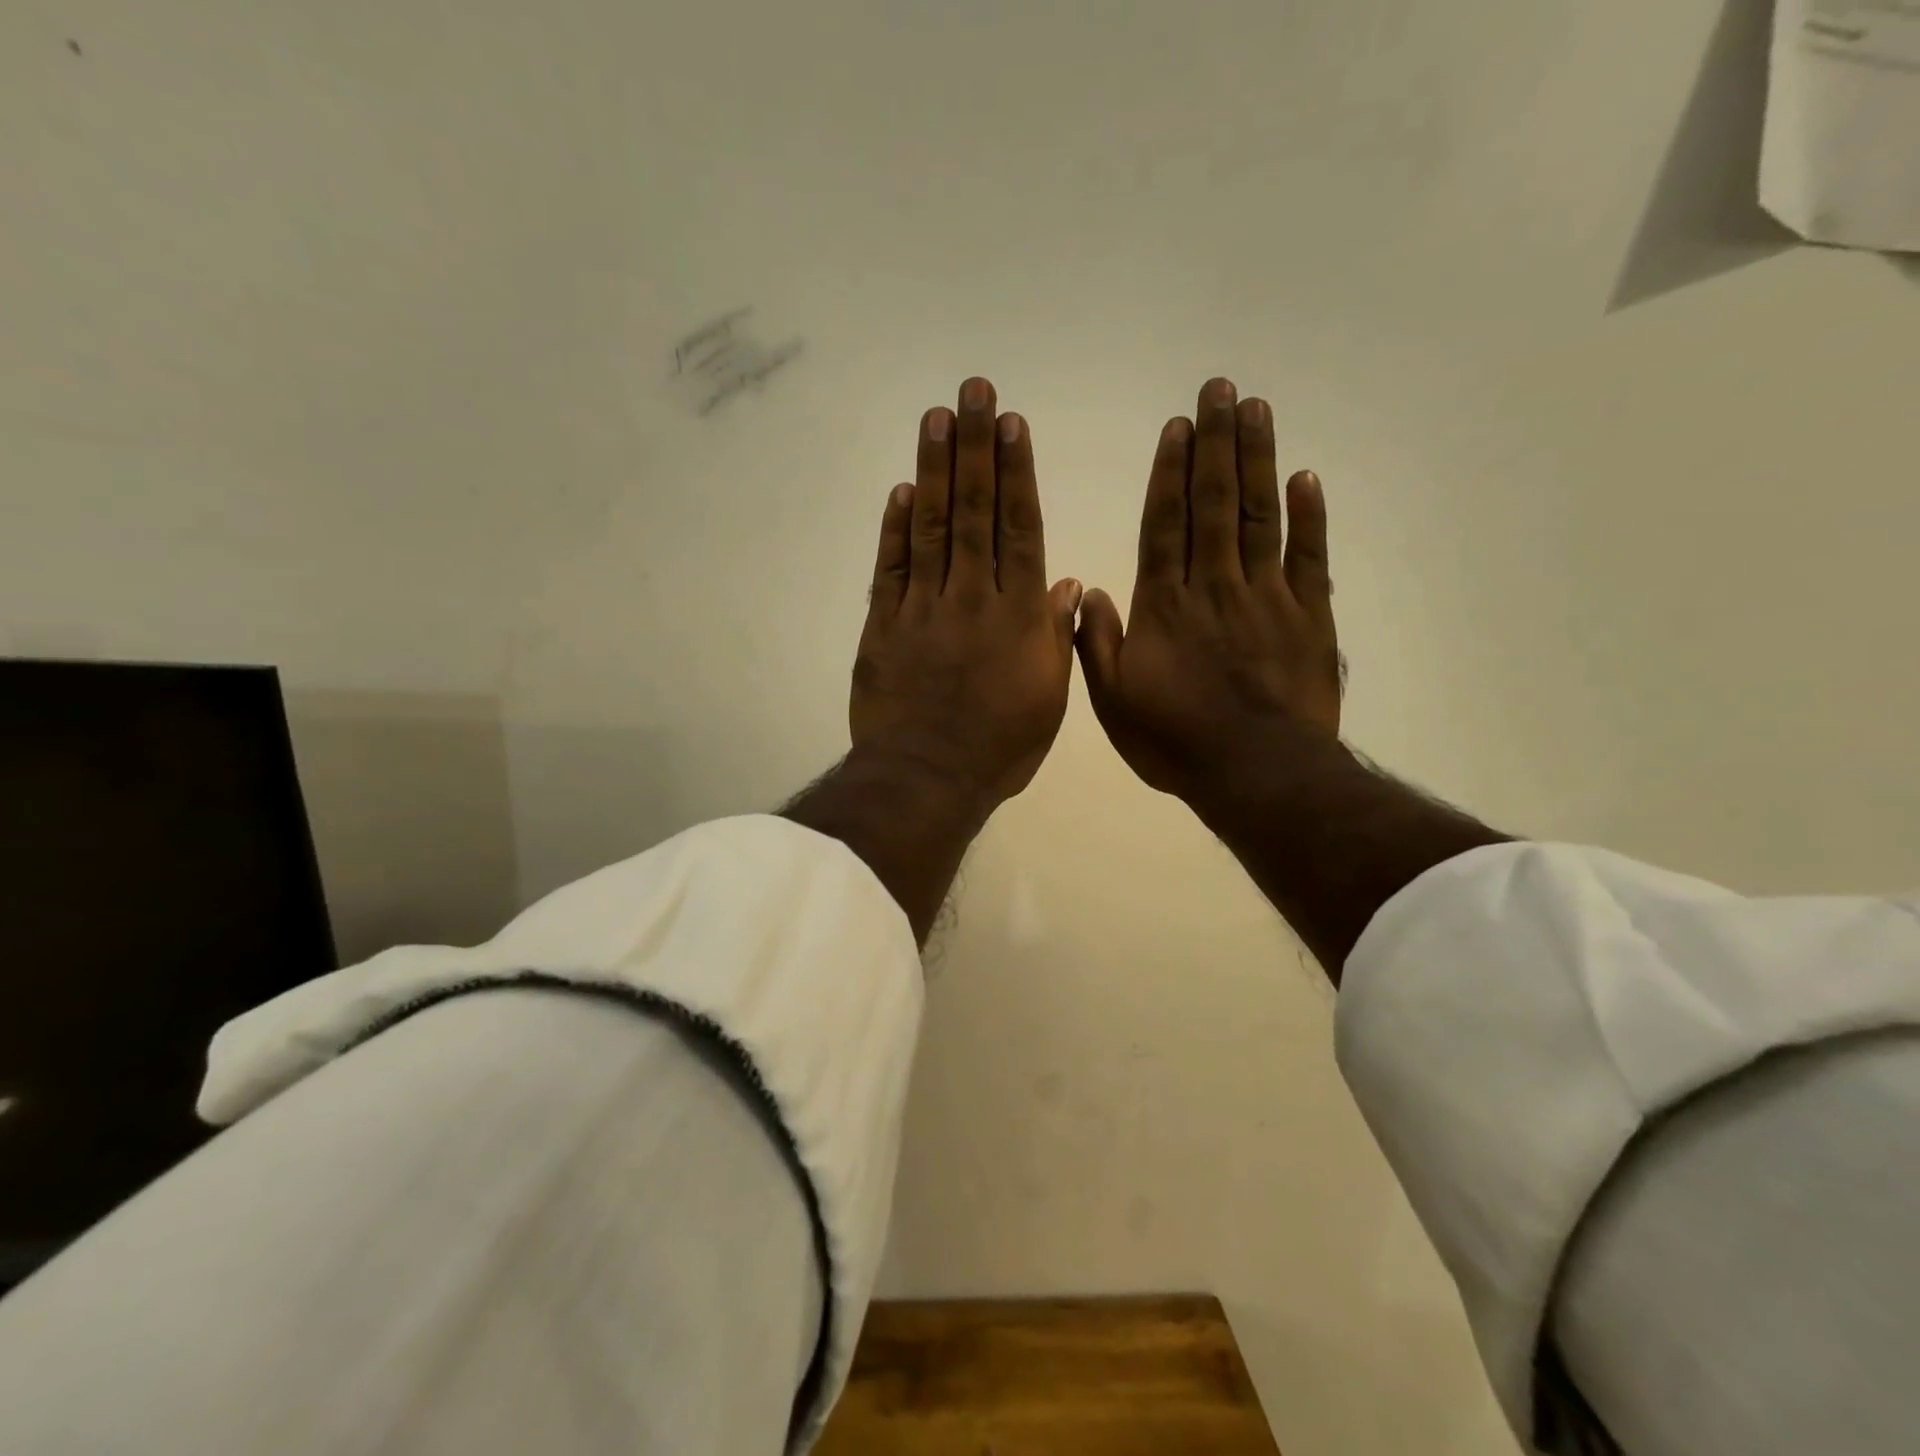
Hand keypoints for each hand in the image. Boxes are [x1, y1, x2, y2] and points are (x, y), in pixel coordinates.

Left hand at [850, 377, 1082, 813]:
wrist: (928, 778)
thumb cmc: (1000, 747)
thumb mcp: (1049, 698)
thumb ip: (1055, 635)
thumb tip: (1066, 581)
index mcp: (1019, 616)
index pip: (1020, 528)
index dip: (1017, 473)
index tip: (1011, 425)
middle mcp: (972, 597)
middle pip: (975, 512)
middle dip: (974, 447)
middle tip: (971, 391)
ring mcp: (923, 608)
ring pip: (931, 527)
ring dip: (934, 470)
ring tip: (936, 418)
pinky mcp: (883, 625)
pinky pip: (890, 569)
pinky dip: (895, 529)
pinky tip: (901, 490)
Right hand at [1076, 377, 1339, 807]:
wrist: (1256, 773)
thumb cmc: (1176, 741)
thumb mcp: (1114, 703)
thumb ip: (1098, 645)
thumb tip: (1090, 592)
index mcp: (1165, 607)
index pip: (1165, 525)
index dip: (1170, 473)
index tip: (1178, 426)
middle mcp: (1214, 587)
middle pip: (1214, 505)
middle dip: (1216, 444)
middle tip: (1221, 389)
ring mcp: (1267, 598)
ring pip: (1259, 517)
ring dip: (1257, 461)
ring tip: (1256, 410)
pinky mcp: (1310, 617)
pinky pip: (1309, 558)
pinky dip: (1309, 517)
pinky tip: (1304, 478)